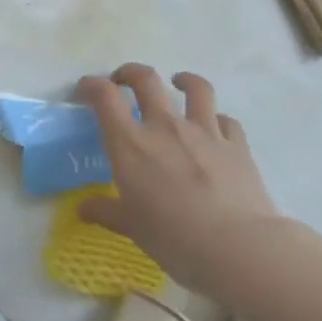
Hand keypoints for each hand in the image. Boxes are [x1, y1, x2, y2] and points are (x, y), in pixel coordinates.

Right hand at [76, 64, 283, 294]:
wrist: (238, 247)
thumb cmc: (174, 238)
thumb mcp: (132, 228)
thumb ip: (106, 212)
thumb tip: (83, 209)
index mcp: (131, 144)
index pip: (105, 97)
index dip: (92, 85)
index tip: (86, 89)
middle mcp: (165, 127)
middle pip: (145, 80)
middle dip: (130, 73)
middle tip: (123, 81)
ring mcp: (204, 131)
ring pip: (196, 88)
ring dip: (184, 81)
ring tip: (178, 83)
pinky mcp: (236, 145)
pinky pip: (226, 121)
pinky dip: (218, 120)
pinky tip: (215, 129)